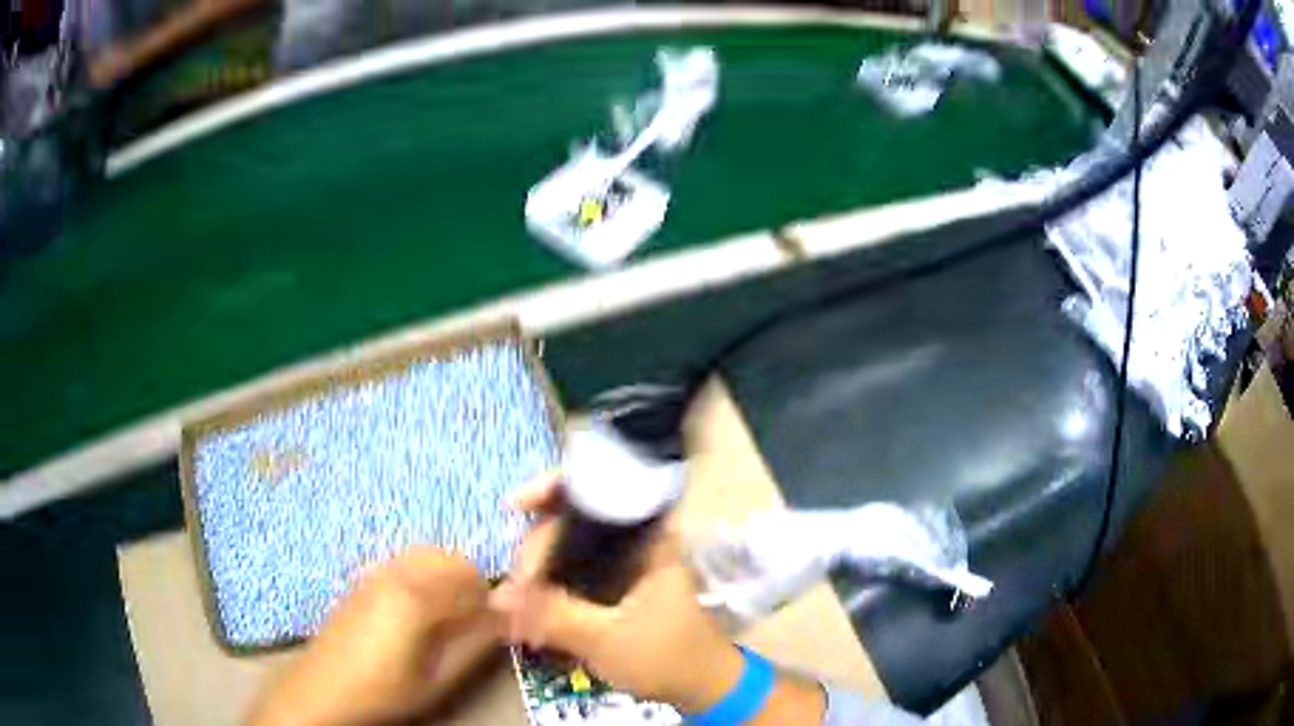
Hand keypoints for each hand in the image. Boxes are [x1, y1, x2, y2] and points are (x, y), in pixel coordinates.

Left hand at [248, 547, 495, 725]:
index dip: (492, 601)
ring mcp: (374, 572)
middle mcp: (395, 572)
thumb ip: (477, 643)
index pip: (473, 578)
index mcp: (416, 594)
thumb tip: (508, 617)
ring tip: (446, 617)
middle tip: (471, 622)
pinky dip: (422, 576)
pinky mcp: (361, 580)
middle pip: (450, 557)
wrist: (326, 690)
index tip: (496, 625)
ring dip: (446, 578)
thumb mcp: (439, 676)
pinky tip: (416, 612)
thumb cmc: (386, 689)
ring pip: (425, 555)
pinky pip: (403, 563)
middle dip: (470, 584)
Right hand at [489, 476, 745, 712]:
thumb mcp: (607, 639)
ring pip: (565, 551)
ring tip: (513, 609)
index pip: (597, 489)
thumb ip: (553, 616)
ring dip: (535, 575)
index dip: (552, 489)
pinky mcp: (612, 588)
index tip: (513, 507)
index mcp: (647, 538)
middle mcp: (634, 542)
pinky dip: (546, 591)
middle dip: (534, 551)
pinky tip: (526, 615)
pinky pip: (569, 576)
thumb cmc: (666, 657)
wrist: (700, 687)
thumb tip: (497, 596)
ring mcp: (622, 565)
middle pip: (570, 522)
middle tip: (513, 591)